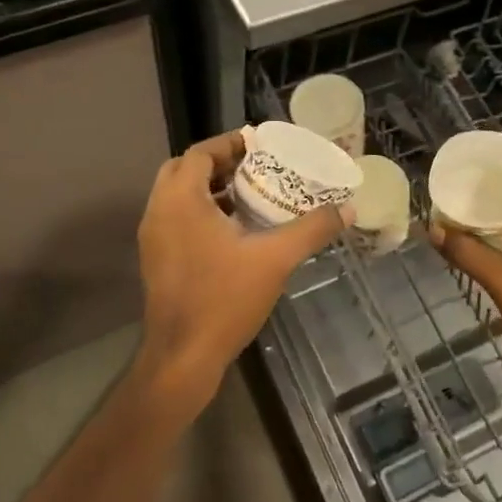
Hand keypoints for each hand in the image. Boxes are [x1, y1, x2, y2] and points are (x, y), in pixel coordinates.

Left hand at [135, 129, 350, 409]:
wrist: (183, 357)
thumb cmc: (224, 299)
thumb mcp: (275, 259)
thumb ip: (312, 229)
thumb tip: (348, 209)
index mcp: (181, 200)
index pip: (201, 153)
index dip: (230, 144)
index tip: (261, 145)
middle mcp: (159, 211)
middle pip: (185, 169)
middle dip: (219, 163)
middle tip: (255, 167)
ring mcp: (153, 237)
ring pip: (179, 196)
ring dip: (210, 188)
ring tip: (251, 193)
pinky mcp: (156, 259)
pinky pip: (177, 218)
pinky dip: (201, 211)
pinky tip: (234, 230)